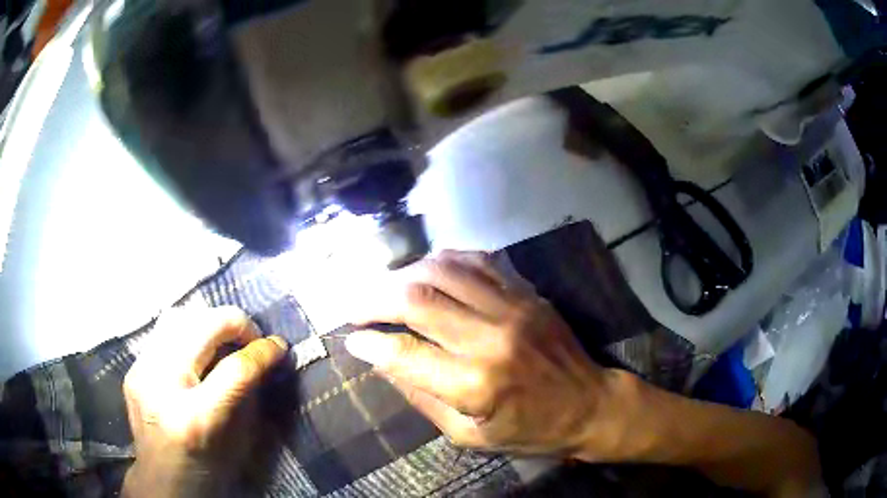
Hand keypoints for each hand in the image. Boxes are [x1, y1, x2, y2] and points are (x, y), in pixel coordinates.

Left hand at [122, 307, 287, 497]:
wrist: (163, 483)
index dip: (262, 351)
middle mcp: (161, 387)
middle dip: (234, 323)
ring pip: (177, 317)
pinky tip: (196, 350)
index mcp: (195, 418)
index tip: (279, 346)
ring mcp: (141, 374)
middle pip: (201, 326)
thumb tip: (264, 357)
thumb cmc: (208, 472)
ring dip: (208, 322)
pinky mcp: (133, 369)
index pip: (235, 369)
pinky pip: (162, 332)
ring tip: (223, 339)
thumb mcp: (239, 445)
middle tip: (250, 338)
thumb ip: (249, 396)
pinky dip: (187, 332)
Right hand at [345, 251, 624, 458]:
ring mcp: (513, 307)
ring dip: (404, 274)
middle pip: (416, 298)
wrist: (589, 405)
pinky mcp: (527, 293)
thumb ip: (421, 396)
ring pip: (442, 269)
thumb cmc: (528, 430)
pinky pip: (477, 259)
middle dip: (375, 299)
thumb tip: (382, 361)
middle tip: (356, 307)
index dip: (370, 343)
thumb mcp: (468, 434)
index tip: (352, 339)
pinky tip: (428, 270)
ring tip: (387, 288)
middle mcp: (491, 338)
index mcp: (475, 385)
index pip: (405, 353)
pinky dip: (444, 260)